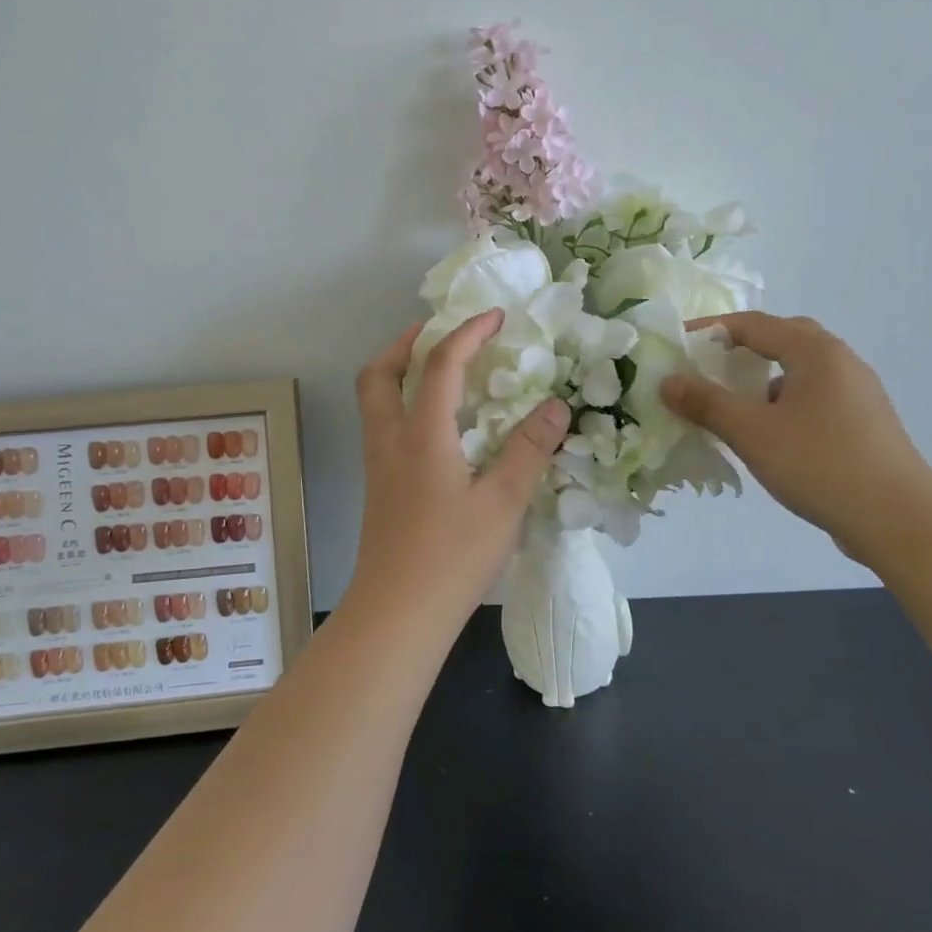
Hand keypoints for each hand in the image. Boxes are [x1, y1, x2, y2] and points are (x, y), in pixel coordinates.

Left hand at [344, 309, 570, 630]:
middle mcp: (390, 441)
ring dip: (400, 372)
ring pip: (375, 400)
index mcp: (421, 435)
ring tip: (440, 373)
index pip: (441, 365)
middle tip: (440, 333)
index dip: (468, 333)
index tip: (496, 317)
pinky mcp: (380, 489)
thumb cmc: (452, 556)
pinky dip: (404, 405)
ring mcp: (379, 466)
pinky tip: (438, 427)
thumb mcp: (503, 503)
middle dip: (408, 343)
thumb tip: (556, 408)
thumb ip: (530, 451)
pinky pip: (384, 426)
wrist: (397, 614)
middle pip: (380, 373)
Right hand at [661, 312, 931, 564]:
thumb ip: (706, 403)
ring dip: (763, 379)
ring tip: (733, 404)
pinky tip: (770, 434)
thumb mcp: (752, 432)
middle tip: (709, 367)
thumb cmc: (820, 463)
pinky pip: (814, 397)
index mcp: (815, 351)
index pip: (754, 324)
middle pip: (783, 339)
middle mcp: (841, 361)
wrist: (898, 518)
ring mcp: (858, 392)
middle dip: (742, 348)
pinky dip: (784, 403)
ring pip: (800, 371)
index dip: (711, 330)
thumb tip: (668, 381)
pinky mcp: (864, 422)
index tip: (678, 346)